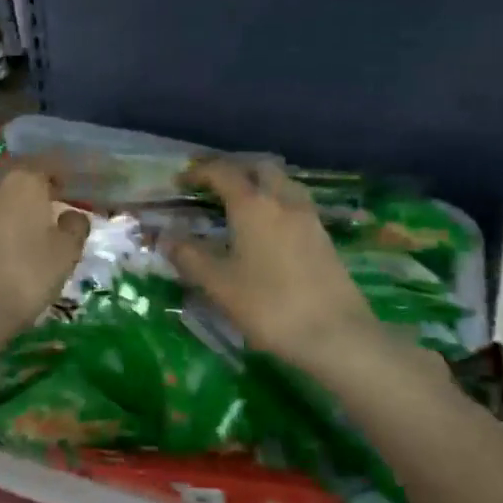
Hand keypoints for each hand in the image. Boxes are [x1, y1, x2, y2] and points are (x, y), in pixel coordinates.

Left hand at [0, 156, 90, 346]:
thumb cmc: (27, 274)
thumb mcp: (66, 253)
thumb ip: (74, 227)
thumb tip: (72, 215)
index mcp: (24, 181)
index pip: (48, 167)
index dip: (62, 178)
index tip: (71, 191)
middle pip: (18, 182)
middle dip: (33, 194)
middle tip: (48, 212)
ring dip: (10, 212)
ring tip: (24, 234)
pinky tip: (0, 250)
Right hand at [168, 160, 378, 369]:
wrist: (337, 334)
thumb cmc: (269, 305)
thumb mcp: (219, 285)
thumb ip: (189, 257)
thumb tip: (165, 238)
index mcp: (253, 205)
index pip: (222, 173)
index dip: (198, 172)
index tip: (180, 181)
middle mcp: (282, 200)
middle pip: (259, 168)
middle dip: (235, 170)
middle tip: (214, 188)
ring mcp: (309, 217)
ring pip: (283, 183)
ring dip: (260, 184)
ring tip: (242, 206)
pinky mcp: (324, 237)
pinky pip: (296, 204)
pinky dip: (277, 204)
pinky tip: (269, 230)